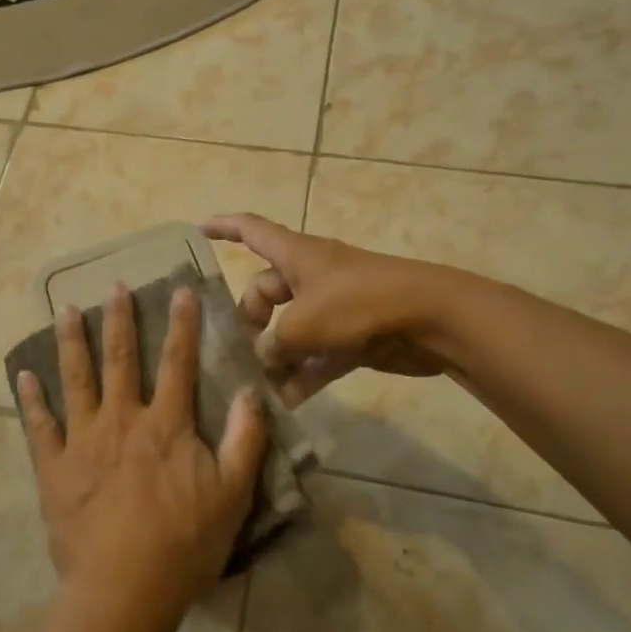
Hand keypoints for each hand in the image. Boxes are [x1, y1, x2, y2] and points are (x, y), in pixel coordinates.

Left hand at [16, 283, 266, 627]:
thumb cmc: (184, 545)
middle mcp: (122, 420)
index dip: (182, 324)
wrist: (124, 591)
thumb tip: (250, 392)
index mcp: (166, 425)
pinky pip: (39, 426)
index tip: (180, 291)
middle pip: (121, 359)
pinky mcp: (54, 468)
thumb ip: (244, 440)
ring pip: (75, 379)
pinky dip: (31, 399)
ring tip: (65, 309)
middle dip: (119, 320)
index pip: (178, 363)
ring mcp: (83, 441)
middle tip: (113, 287)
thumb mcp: (233, 495)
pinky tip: (23, 375)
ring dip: (71, 342)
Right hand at [203, 213, 452, 404]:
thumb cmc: (359, 303)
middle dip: (249, 321)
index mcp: (296, 255)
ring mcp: (333, 307)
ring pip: (290, 330)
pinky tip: (287, 403)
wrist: (431, 319)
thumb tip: (261, 359)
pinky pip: (317, 355)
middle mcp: (311, 277)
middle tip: (237, 354)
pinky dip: (303, 375)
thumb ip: (273, 344)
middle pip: (265, 292)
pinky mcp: (352, 336)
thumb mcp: (303, 324)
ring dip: (275, 357)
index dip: (224, 227)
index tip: (199, 230)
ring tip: (256, 387)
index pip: (252, 230)